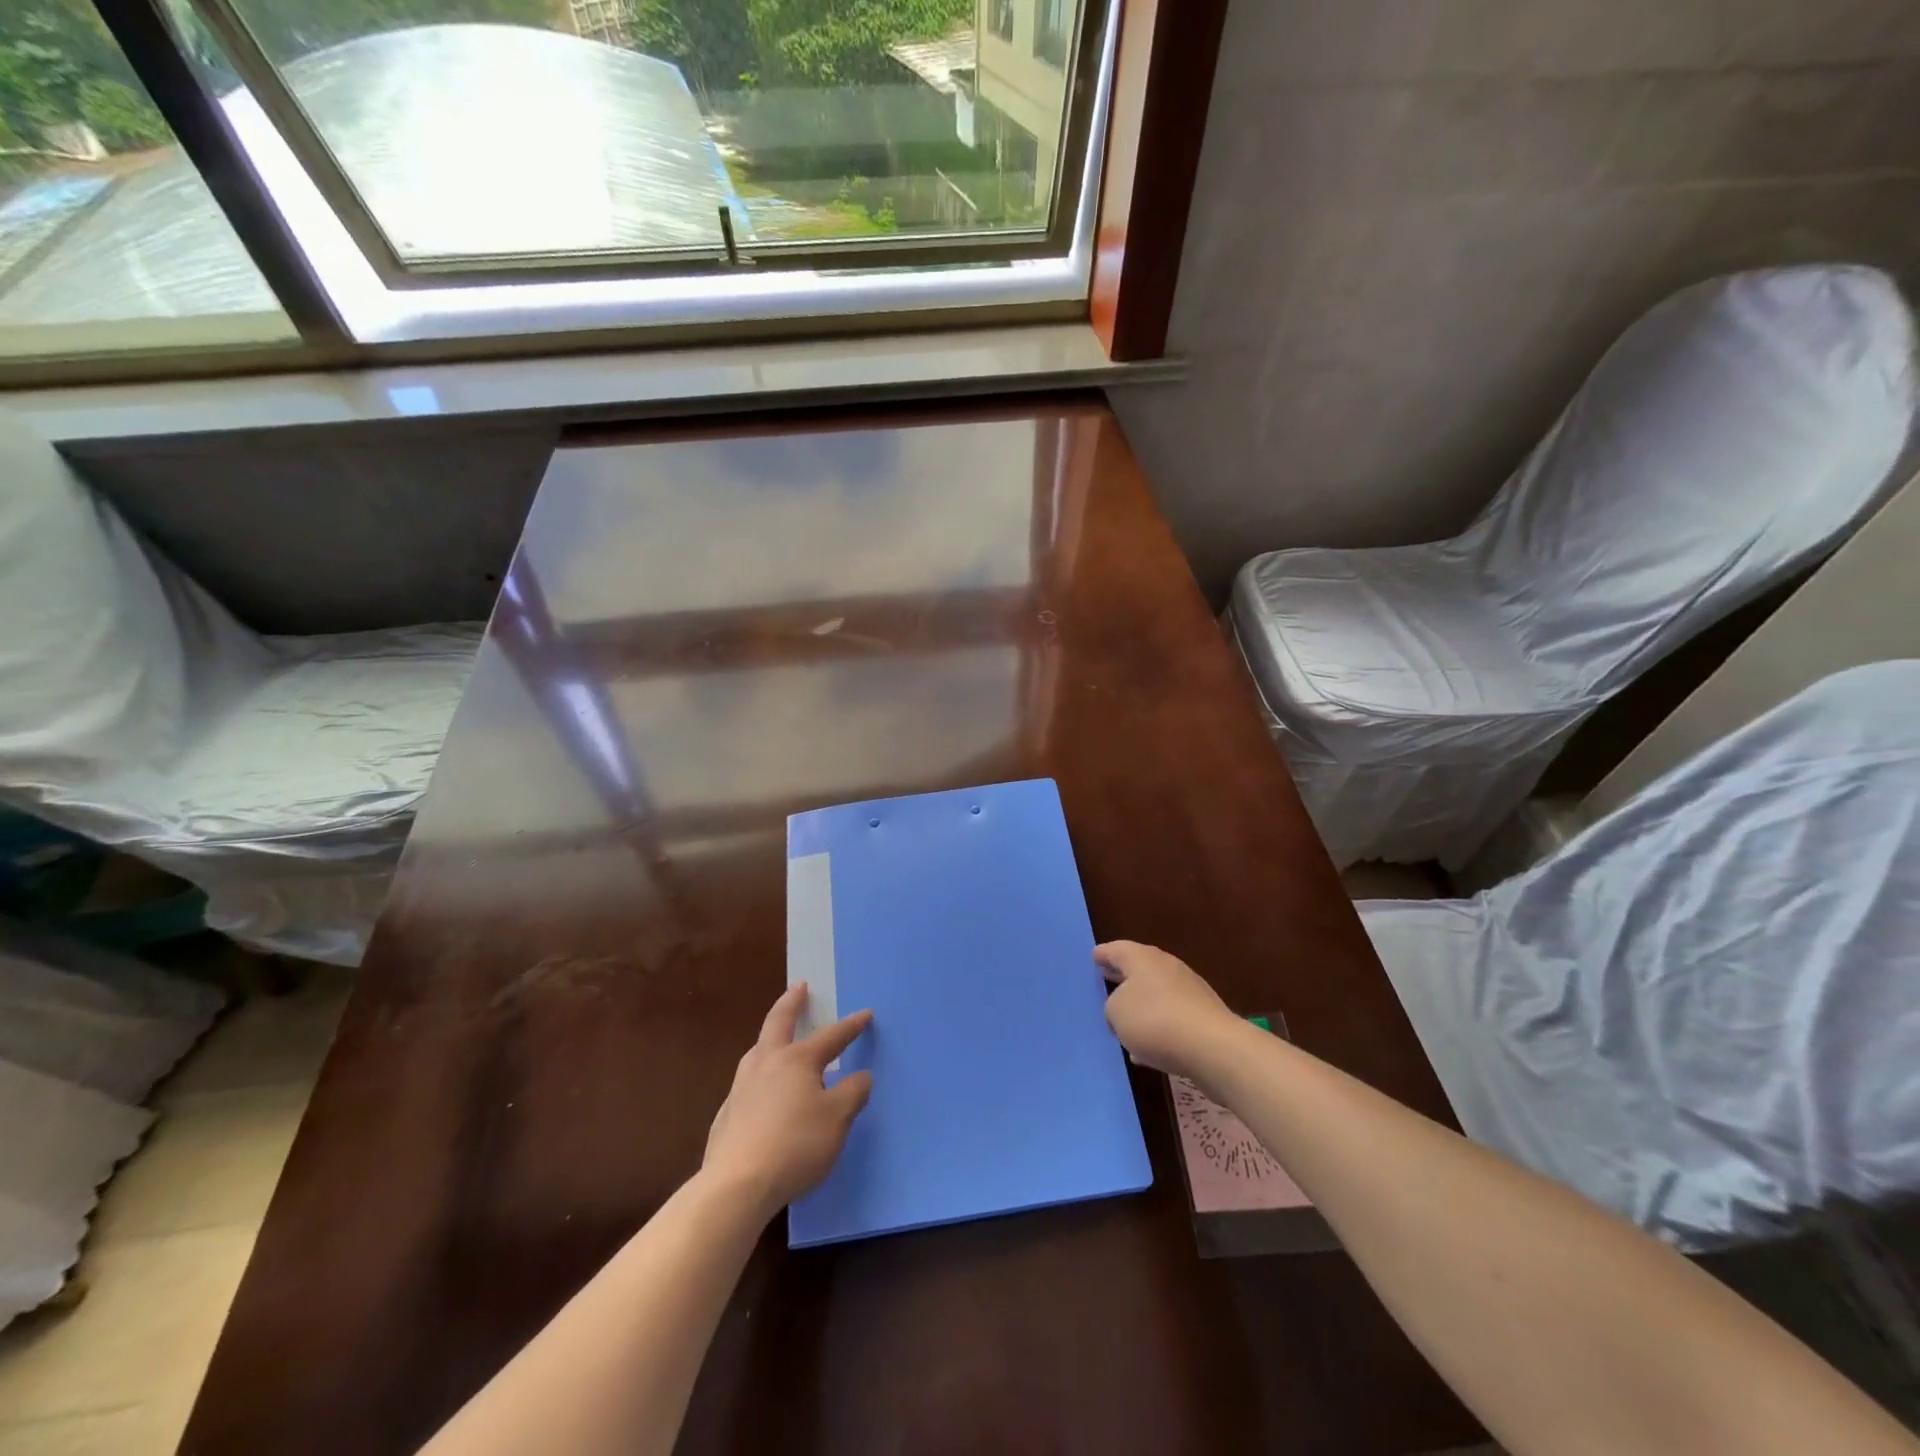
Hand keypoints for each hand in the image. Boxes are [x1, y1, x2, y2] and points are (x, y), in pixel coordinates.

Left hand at [703, 984, 873, 1219]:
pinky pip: (747, 1083)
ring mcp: (741, 1088)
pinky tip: (761, 1093)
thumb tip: (862, 1075)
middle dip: (791, 1002)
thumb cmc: (795, 1146)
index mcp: (797, 1060)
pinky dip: (759, 1076)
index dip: (850, 1026)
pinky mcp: (727, 1116)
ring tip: (777, 1037)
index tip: (865, 1013)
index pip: (830, 1036)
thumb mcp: (837, 1120)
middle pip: (778, 1023)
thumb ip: (852, 1093)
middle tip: (799, 986)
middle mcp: (766, 1064)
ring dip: (771, 1038)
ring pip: (757, 1051)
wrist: (736, 1186)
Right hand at [1096, 941, 1237, 1081]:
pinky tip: (1146, 1050)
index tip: (1093, 957)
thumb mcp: (1116, 1013)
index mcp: (1142, 958)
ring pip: (1156, 994)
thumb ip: (1113, 1007)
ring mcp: (1188, 991)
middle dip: (1121, 976)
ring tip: (1123, 1020)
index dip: (1102, 955)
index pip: (1116, 950)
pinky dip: (1157, 1028)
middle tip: (1105, 980)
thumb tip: (1124, 1010)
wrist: (1214, 1048)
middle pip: (1138, 968)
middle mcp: (1166, 967)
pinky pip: (1171, 1019)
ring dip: (1140, 1005)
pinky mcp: (1202, 1017)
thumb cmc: (1155, 1021)